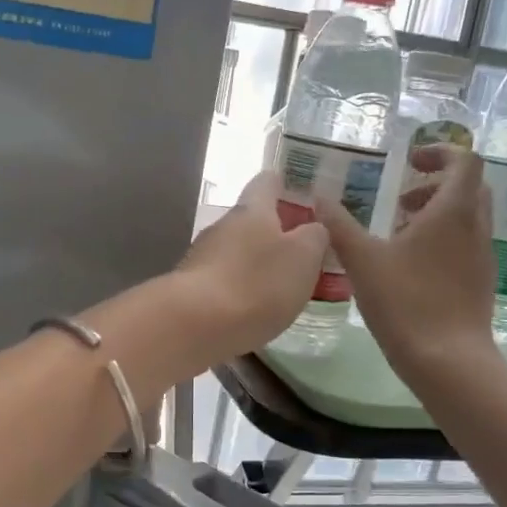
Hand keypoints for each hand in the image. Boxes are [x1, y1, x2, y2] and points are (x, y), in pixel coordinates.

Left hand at [173, 172, 328, 358]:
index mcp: (252, 210)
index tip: (308, 198)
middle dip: (278, 233)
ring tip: (285, 287)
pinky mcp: (192, 289)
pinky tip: (256, 310)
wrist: (195, 325)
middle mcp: (223, 226)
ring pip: (238, 252)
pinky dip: (242, 289)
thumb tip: (313, 227)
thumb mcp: (303, 256)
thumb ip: (314, 236)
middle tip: (307, 254)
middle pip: (253, 220)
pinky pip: (225, 280)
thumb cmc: (257, 283)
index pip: (268, 181)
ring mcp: (202, 257)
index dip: (288, 185)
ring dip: (259, 264)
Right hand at [319, 145, 501, 382]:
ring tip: (399, 233)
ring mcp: (483, 256)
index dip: (439, 152)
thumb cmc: (405, 302)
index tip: (409, 161)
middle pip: (469, 187)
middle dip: (435, 184)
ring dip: (438, 213)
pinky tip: (411, 267)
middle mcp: (475, 227)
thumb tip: (318, 198)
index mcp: (453, 211)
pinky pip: (466, 244)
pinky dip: (443, 239)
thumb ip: (339, 224)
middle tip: (401, 198)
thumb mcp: (362, 260)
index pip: (464, 160)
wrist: (448, 361)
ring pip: (468, 217)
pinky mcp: (481, 282)